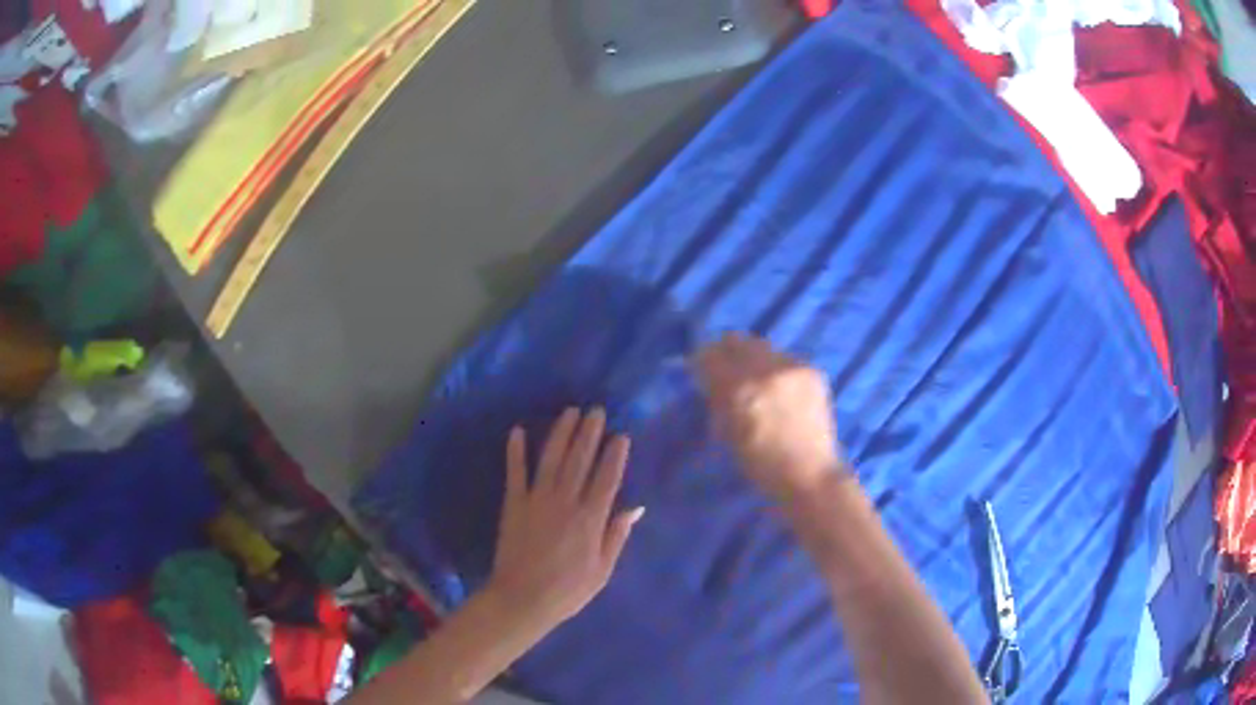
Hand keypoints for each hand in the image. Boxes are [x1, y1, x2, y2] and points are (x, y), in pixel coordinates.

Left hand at [487, 408, 643, 628]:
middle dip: (589, 433)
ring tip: (569, 412)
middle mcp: (565, 502)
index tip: (620, 435)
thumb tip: (635, 508)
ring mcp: (537, 500)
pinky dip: (516, 451)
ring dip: (561, 433)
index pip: (607, 479)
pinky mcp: (513, 504)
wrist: (522, 599)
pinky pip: (515, 473)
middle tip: (595, 410)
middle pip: (580, 461)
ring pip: (551, 459)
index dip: (614, 455)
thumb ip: (617, 536)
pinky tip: (518, 431)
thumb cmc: (568, 590)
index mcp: (590, 519)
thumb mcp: (602, 570)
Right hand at [694, 333, 845, 503]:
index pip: (710, 355)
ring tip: (756, 380)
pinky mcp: (811, 370)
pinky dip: (776, 369)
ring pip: (762, 346)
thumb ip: (717, 400)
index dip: (702, 361)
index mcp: (739, 390)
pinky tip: (780, 389)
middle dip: (726, 352)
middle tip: (726, 369)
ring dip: (753, 358)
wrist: (810, 473)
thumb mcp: (727, 434)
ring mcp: (792, 367)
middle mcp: (766, 371)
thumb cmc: (762, 465)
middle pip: (736, 340)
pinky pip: (784, 358)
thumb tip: (708, 378)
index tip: (701, 370)